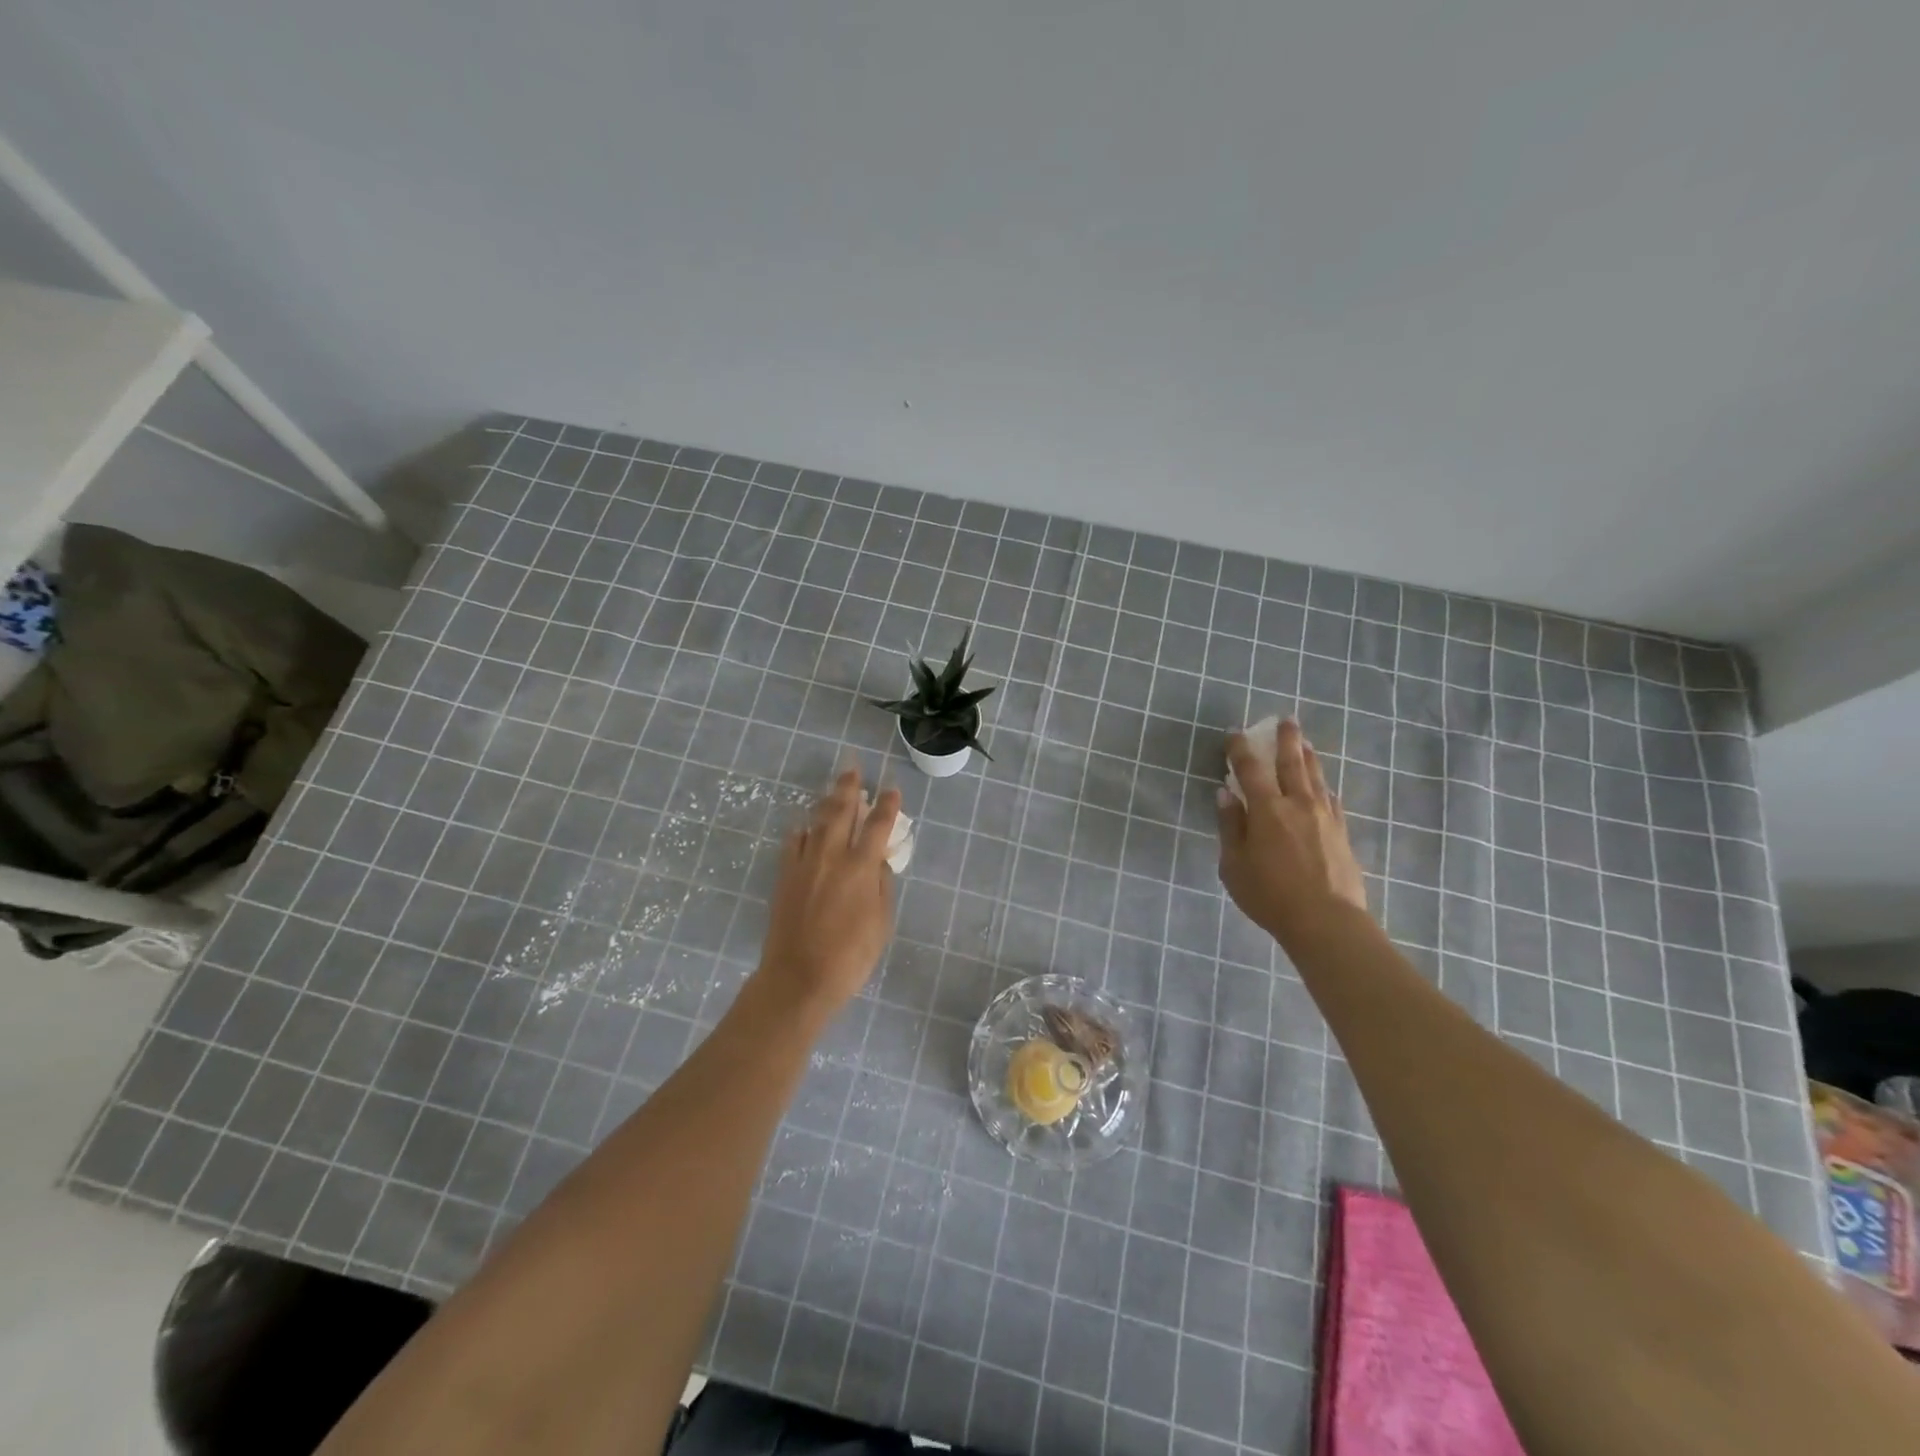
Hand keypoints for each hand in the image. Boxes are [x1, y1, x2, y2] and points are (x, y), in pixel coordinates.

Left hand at [755, 768, 900, 1016]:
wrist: (798, 978)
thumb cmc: (849, 956)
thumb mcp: (881, 924)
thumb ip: (882, 887)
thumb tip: (880, 863)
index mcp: (860, 867)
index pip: (877, 826)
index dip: (887, 805)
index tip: (892, 789)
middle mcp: (831, 856)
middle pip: (841, 811)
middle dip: (849, 787)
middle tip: (852, 768)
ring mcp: (804, 864)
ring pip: (816, 821)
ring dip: (827, 802)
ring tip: (834, 788)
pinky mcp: (785, 876)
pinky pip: (794, 842)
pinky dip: (802, 829)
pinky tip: (804, 825)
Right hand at [1217, 720, 1368, 948]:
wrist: (1327, 921)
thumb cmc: (1270, 895)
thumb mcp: (1234, 865)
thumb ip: (1231, 827)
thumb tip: (1226, 794)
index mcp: (1267, 810)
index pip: (1250, 769)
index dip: (1240, 748)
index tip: (1234, 731)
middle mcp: (1298, 804)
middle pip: (1292, 762)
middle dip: (1285, 739)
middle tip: (1285, 719)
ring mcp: (1324, 816)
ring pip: (1316, 776)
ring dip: (1307, 755)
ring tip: (1303, 742)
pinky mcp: (1342, 832)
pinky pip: (1331, 798)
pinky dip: (1323, 785)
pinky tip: (1323, 785)